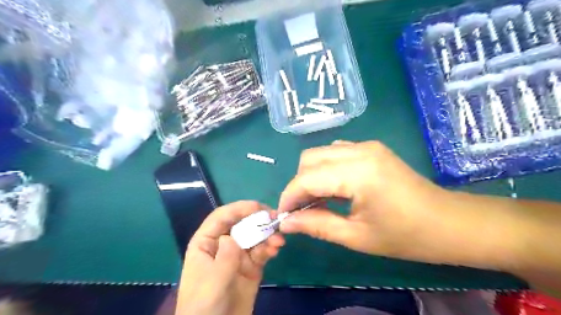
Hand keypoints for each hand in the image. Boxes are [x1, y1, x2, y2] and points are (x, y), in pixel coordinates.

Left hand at [176, 201, 285, 314]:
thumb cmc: (203, 306)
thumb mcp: (212, 282)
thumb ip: (225, 258)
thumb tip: (233, 236)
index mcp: (206, 242)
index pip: (221, 217)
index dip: (239, 208)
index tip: (258, 207)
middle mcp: (223, 244)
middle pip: (241, 224)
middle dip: (258, 220)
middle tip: (275, 218)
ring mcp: (238, 255)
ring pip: (254, 237)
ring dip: (267, 235)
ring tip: (279, 240)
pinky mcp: (251, 267)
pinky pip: (262, 252)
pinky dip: (270, 248)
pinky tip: (276, 249)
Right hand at [277, 141, 492, 266]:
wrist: (448, 222)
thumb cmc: (406, 236)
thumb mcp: (356, 236)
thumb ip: (316, 225)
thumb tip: (285, 223)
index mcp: (358, 172)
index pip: (307, 178)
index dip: (289, 197)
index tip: (283, 216)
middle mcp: (359, 150)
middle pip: (309, 158)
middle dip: (299, 184)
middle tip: (302, 211)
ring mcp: (366, 145)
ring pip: (321, 153)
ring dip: (311, 175)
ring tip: (317, 201)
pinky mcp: (371, 148)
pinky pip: (336, 152)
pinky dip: (326, 168)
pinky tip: (334, 188)